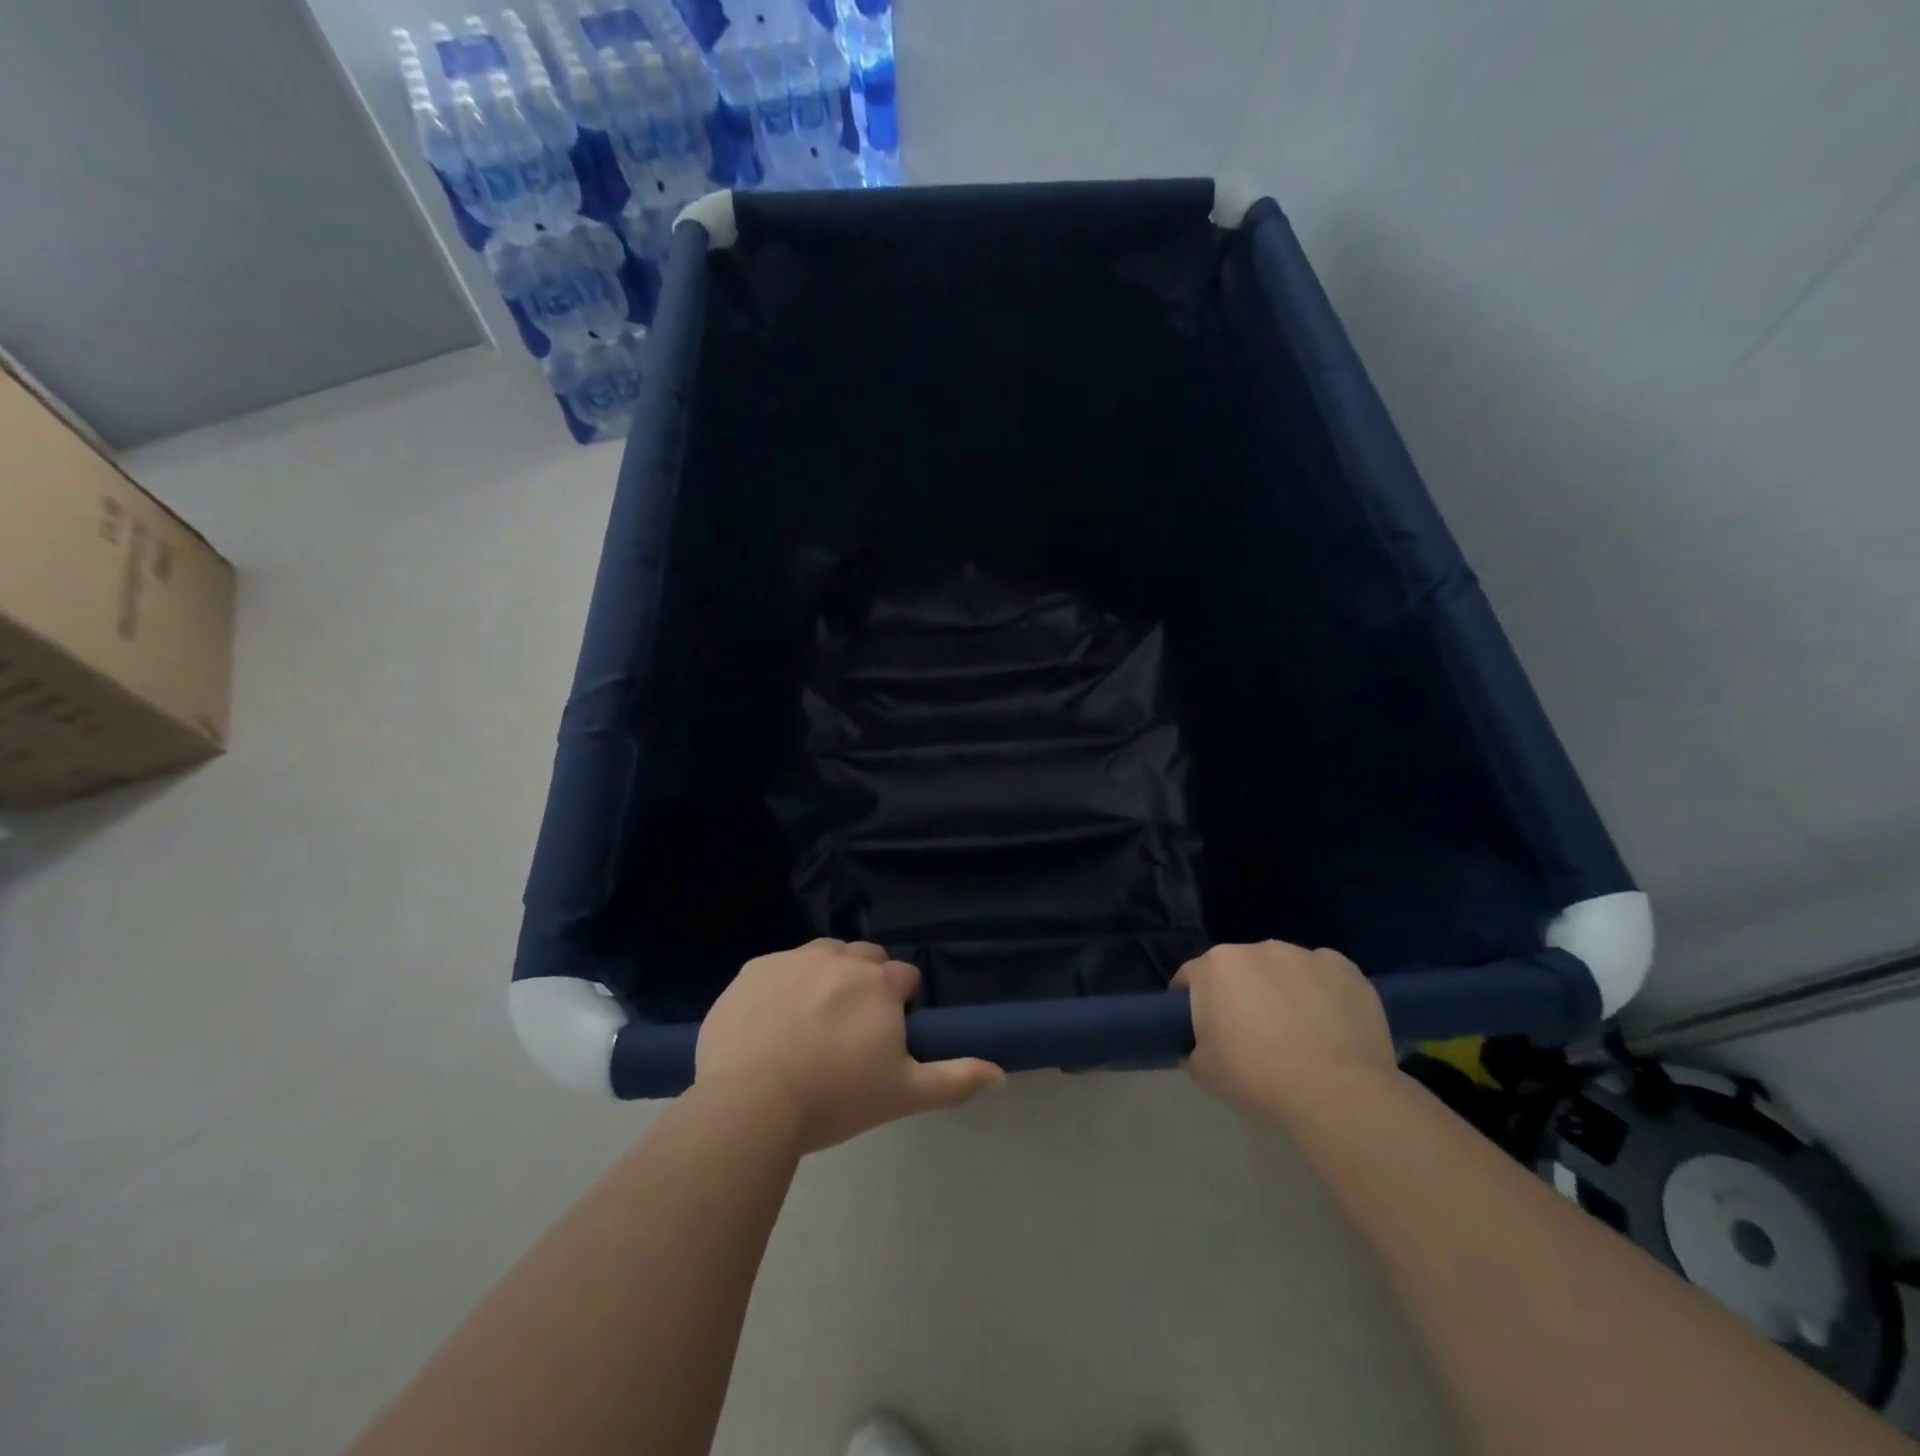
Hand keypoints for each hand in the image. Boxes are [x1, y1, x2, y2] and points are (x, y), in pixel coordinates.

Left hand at [695, 939, 1004, 1153]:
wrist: (749, 1103)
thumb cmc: (834, 1098)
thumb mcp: (902, 1095)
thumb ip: (954, 1080)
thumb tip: (1000, 1075)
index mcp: (879, 982)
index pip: (905, 977)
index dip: (901, 1004)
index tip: (886, 1037)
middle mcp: (840, 957)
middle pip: (865, 958)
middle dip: (866, 983)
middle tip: (850, 1031)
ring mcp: (793, 959)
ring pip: (822, 955)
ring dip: (826, 976)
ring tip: (811, 1023)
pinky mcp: (753, 969)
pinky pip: (778, 967)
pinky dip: (782, 986)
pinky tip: (771, 1024)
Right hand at [1174, 941, 1394, 1124]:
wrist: (1339, 1096)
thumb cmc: (1259, 1079)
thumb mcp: (1204, 1072)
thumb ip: (1193, 1047)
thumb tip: (1200, 1046)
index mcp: (1216, 966)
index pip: (1192, 977)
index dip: (1192, 1003)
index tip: (1202, 1030)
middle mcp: (1258, 948)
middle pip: (1240, 968)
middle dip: (1241, 993)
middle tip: (1251, 1035)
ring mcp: (1305, 955)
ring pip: (1283, 970)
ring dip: (1282, 990)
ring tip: (1298, 1032)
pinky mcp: (1346, 969)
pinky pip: (1324, 976)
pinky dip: (1322, 994)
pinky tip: (1331, 1026)